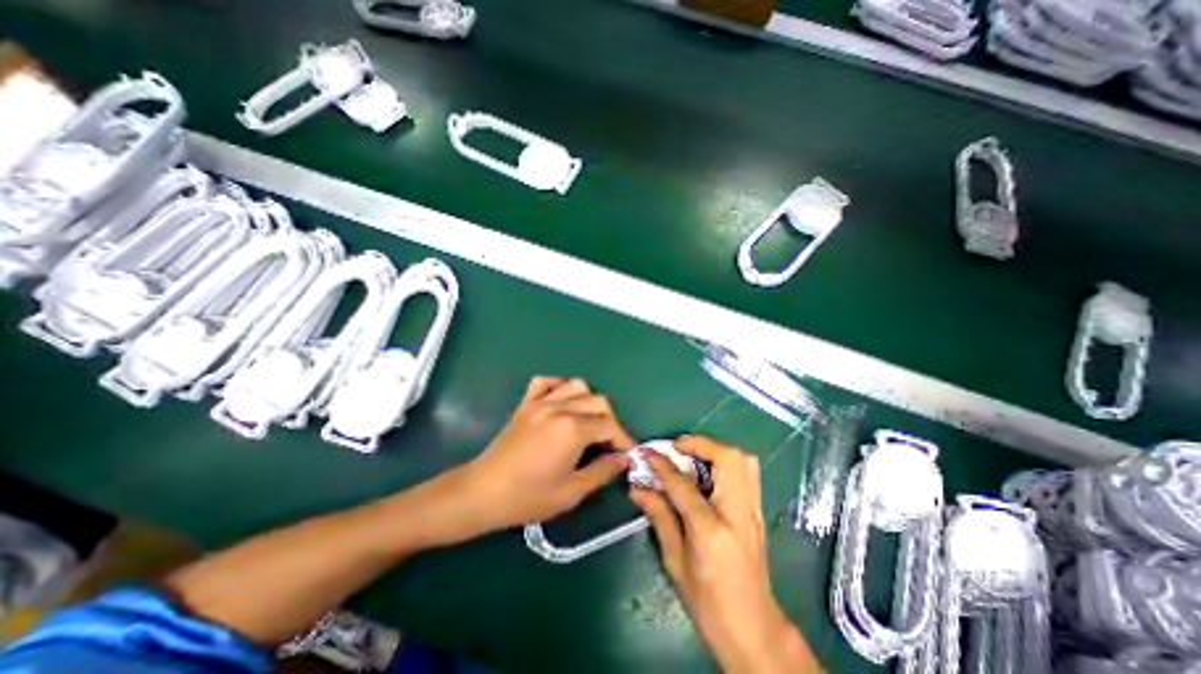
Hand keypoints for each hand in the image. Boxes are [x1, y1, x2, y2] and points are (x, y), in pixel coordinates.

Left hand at [439, 376, 632, 538]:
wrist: (482, 492)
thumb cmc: (528, 497)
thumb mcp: (571, 492)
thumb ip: (602, 471)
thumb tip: (623, 459)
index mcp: (573, 430)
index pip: (609, 426)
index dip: (623, 440)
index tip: (627, 454)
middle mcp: (560, 408)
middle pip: (598, 402)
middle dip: (610, 421)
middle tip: (607, 443)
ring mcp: (541, 403)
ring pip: (576, 386)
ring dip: (589, 401)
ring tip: (588, 421)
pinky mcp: (526, 404)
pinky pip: (545, 382)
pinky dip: (558, 386)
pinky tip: (561, 402)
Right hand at [632, 436, 821, 672]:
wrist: (753, 631)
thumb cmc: (708, 604)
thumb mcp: (675, 561)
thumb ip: (659, 516)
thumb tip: (637, 488)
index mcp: (711, 530)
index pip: (684, 484)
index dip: (662, 465)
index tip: (647, 452)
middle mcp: (738, 513)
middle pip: (728, 458)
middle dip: (700, 444)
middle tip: (677, 448)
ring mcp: (753, 511)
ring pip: (744, 460)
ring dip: (715, 449)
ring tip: (692, 456)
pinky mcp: (757, 512)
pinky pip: (746, 472)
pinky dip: (725, 461)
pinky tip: (706, 473)